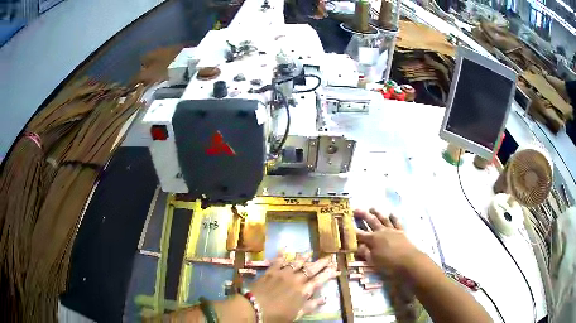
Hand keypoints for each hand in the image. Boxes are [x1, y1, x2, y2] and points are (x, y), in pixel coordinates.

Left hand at [248, 253, 338, 321]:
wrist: (253, 308)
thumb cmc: (276, 315)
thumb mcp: (296, 314)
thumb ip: (310, 306)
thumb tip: (324, 299)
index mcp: (303, 291)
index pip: (319, 281)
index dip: (328, 274)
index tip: (336, 269)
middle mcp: (295, 280)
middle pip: (311, 269)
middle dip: (321, 263)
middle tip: (329, 257)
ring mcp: (282, 274)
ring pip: (296, 263)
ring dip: (304, 257)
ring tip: (310, 251)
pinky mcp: (270, 271)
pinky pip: (278, 261)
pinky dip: (282, 255)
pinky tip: (285, 249)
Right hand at [354, 208, 420, 274]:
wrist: (409, 261)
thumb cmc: (389, 264)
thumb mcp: (373, 261)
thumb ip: (365, 252)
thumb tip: (358, 246)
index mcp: (373, 240)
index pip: (359, 234)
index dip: (351, 229)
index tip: (345, 224)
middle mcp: (381, 232)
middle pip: (370, 222)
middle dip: (363, 215)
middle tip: (356, 209)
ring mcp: (392, 231)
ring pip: (383, 219)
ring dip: (377, 213)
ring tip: (372, 208)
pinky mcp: (401, 232)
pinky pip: (396, 222)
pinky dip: (393, 217)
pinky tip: (391, 214)